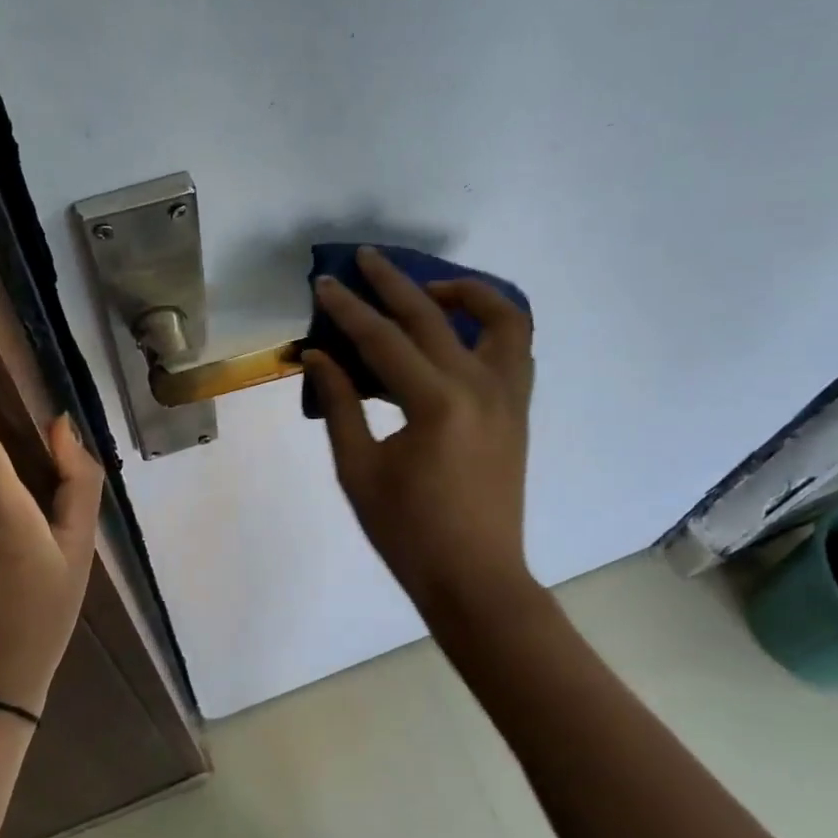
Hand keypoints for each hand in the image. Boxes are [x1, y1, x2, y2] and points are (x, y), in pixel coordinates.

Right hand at [303, 248, 535, 621]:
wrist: (475, 579)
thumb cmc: (408, 533)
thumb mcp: (359, 470)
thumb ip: (340, 405)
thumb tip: (319, 355)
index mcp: (436, 403)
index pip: (383, 339)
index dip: (348, 309)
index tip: (325, 284)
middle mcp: (480, 386)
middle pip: (434, 315)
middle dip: (394, 282)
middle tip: (365, 259)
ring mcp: (509, 396)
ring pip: (502, 318)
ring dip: (465, 292)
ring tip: (428, 290)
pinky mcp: (519, 410)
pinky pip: (515, 348)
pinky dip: (492, 325)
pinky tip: (458, 333)